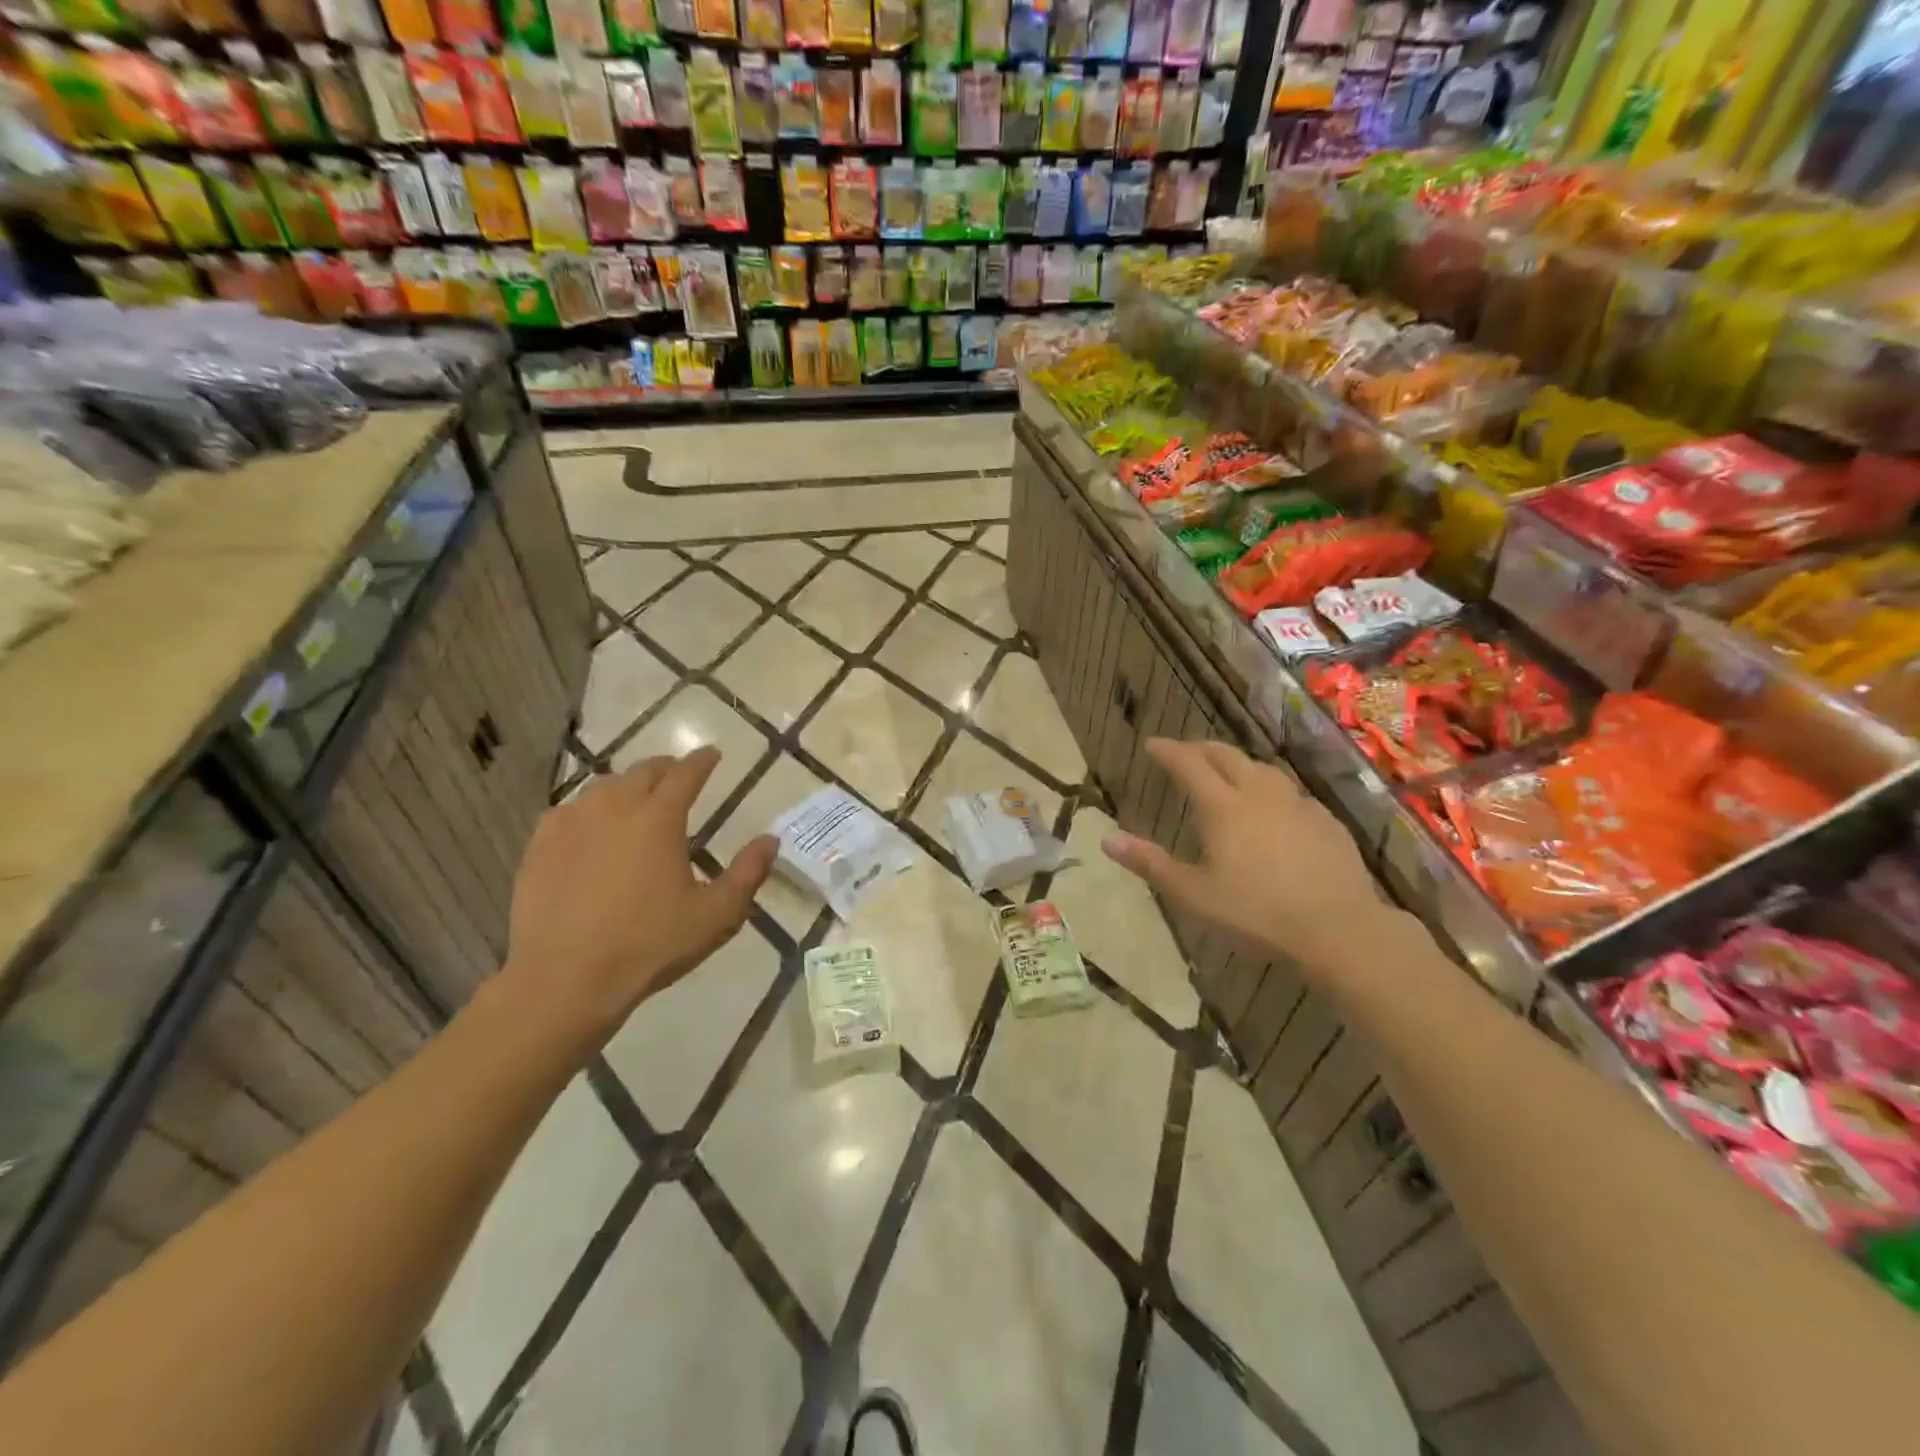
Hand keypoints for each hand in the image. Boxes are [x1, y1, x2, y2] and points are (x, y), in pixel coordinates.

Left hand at [500, 748, 777, 1048]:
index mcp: (659, 818)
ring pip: (603, 787)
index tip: (712, 753)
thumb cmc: (649, 945)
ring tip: (636, 799)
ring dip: (626, 786)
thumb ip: (748, 873)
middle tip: (678, 775)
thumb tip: (770, 840)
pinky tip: (590, 826)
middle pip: (643, 772)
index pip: (686, 773)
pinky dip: (588, 809)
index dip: (702, 760)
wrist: (565, 979)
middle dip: (665, 768)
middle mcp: (615, 807)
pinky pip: (568, 811)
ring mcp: (571, 824)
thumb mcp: (716, 915)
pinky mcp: (540, 846)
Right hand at [1101, 739, 1389, 971]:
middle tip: (1185, 753)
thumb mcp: (1193, 894)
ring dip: (1238, 764)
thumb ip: (1150, 863)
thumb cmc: (1256, 913)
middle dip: (1201, 749)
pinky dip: (1270, 789)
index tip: (1152, 745)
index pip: (1188, 763)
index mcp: (1222, 807)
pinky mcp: (1325, 820)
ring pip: (1262, 769)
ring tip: (1228, 774)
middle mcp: (1259, 793)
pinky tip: (1273, 809)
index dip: (1167, 751)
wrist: (1338, 929)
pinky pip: (1290, 792)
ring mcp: (1297, 804)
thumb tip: (1106, 839)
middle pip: (1227, 756)